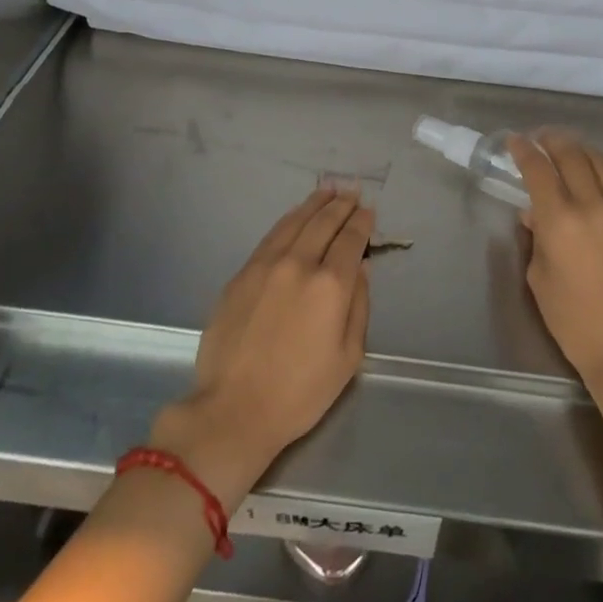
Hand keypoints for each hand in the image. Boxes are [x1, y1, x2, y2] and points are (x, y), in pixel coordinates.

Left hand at [151, 186, 372, 506]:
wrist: (233, 410)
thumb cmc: (300, 393)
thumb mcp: (348, 358)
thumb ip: (359, 307)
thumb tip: (361, 271)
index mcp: (331, 285)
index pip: (351, 240)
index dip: (362, 223)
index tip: (369, 212)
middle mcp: (299, 264)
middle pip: (324, 223)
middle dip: (341, 205)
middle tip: (351, 192)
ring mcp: (266, 266)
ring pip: (294, 222)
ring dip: (314, 204)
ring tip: (326, 191)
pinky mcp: (241, 275)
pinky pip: (270, 237)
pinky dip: (288, 220)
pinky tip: (294, 216)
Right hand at [509, 131, 602, 387]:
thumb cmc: (574, 320)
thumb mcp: (540, 278)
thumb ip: (537, 237)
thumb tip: (535, 213)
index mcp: (561, 221)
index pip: (538, 170)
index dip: (524, 151)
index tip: (517, 142)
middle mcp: (596, 206)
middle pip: (573, 156)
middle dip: (554, 142)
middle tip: (544, 139)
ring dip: (585, 151)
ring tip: (575, 151)